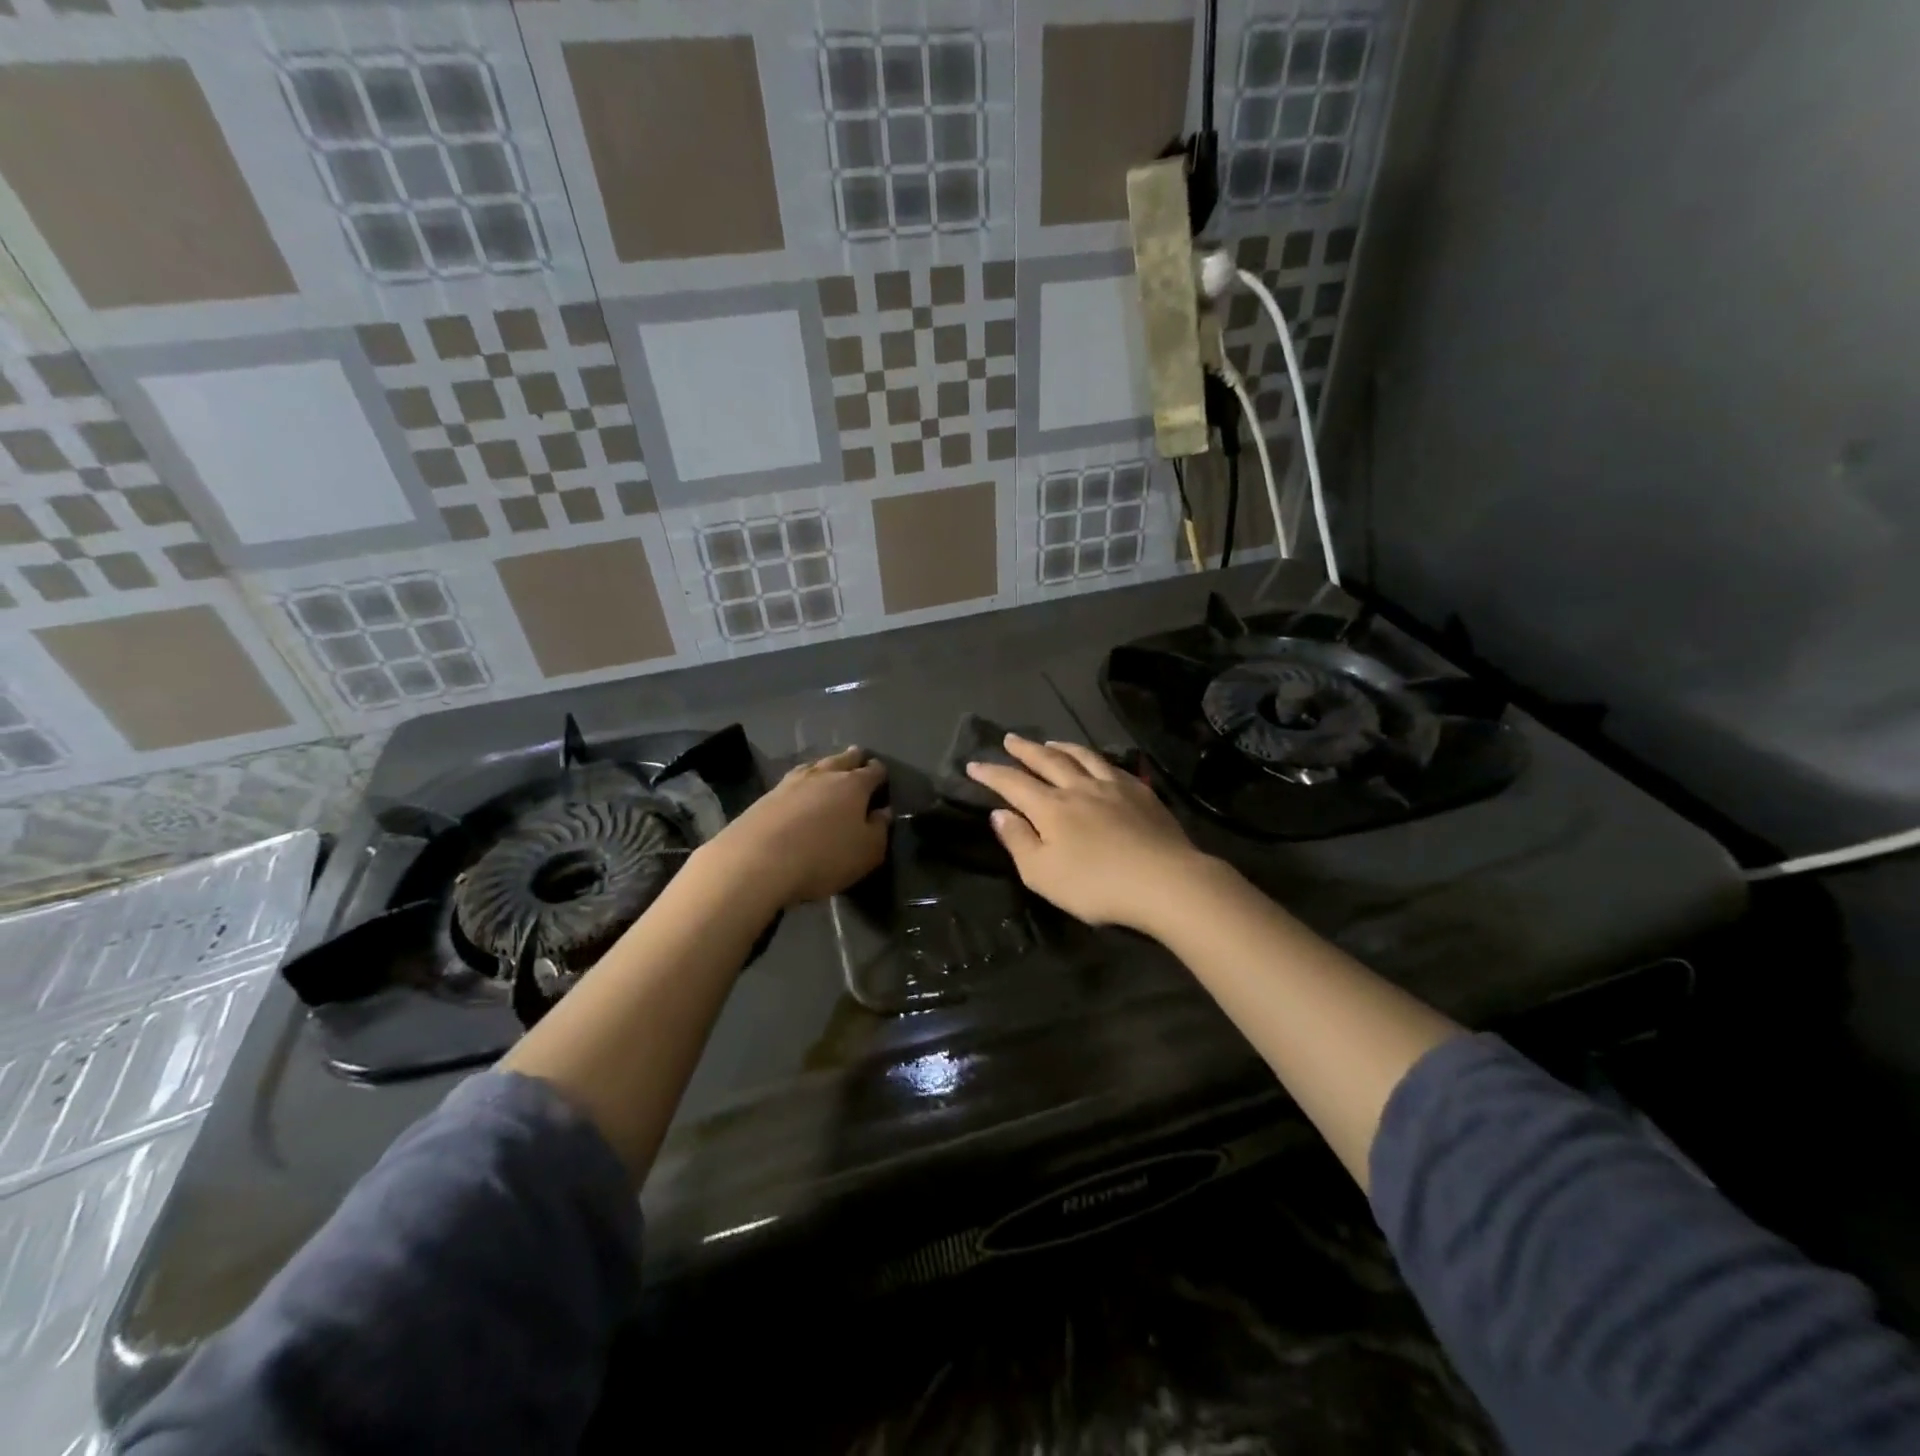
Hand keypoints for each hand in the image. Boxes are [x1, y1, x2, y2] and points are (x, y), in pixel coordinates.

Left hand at [702, 747, 889, 907]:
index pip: (873, 771)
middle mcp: (824, 775)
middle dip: (853, 759)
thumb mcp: (867, 852)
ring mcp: (791, 782)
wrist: (757, 860)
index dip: (880, 772)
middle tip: (858, 758)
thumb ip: (879, 830)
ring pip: (815, 765)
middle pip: (842, 759)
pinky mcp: (766, 796)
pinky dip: (801, 782)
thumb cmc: (824, 856)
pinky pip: (792, 781)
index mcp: (853, 785)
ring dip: (825, 767)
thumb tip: (883, 812)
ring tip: (828, 769)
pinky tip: (799, 789)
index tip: (882, 775)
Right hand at [965, 735, 1209, 933]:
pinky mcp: (1141, 793)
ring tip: (1050, 743)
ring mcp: (1113, 787)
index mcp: (1051, 808)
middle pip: (1047, 761)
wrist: (1164, 881)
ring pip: (1082, 757)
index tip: (974, 764)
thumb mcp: (1043, 874)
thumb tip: (1000, 813)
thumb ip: (1018, 841)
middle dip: (1025, 750)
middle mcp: (1079, 788)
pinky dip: (1096, 759)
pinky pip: (1112, 766)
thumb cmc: (1096, 885)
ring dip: (1061, 748)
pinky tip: (1098, 762)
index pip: (1013, 783)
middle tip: (1010, 739)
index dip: (992, 773)